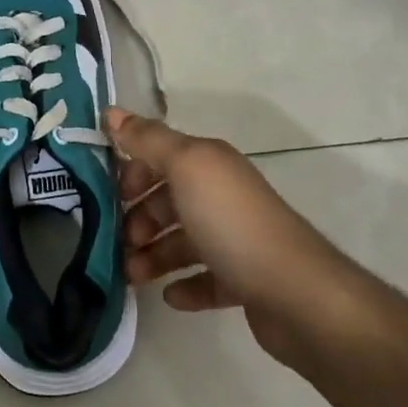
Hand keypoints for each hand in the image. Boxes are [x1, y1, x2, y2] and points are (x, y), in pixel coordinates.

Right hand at [107, 108, 366, 366]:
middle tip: (121, 241)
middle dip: (139, 217)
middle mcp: (223, 195)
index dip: (132, 170)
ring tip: (133, 275)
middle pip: (169, 199)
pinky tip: (169, 296)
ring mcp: (236, 239)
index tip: (109, 195)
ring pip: (182, 240)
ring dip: (153, 254)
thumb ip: (148, 140)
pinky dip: (185, 285)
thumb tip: (110, 111)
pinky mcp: (245, 280)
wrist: (298, 295)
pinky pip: (205, 278)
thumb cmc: (233, 224)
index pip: (161, 155)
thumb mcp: (186, 168)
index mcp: (209, 164)